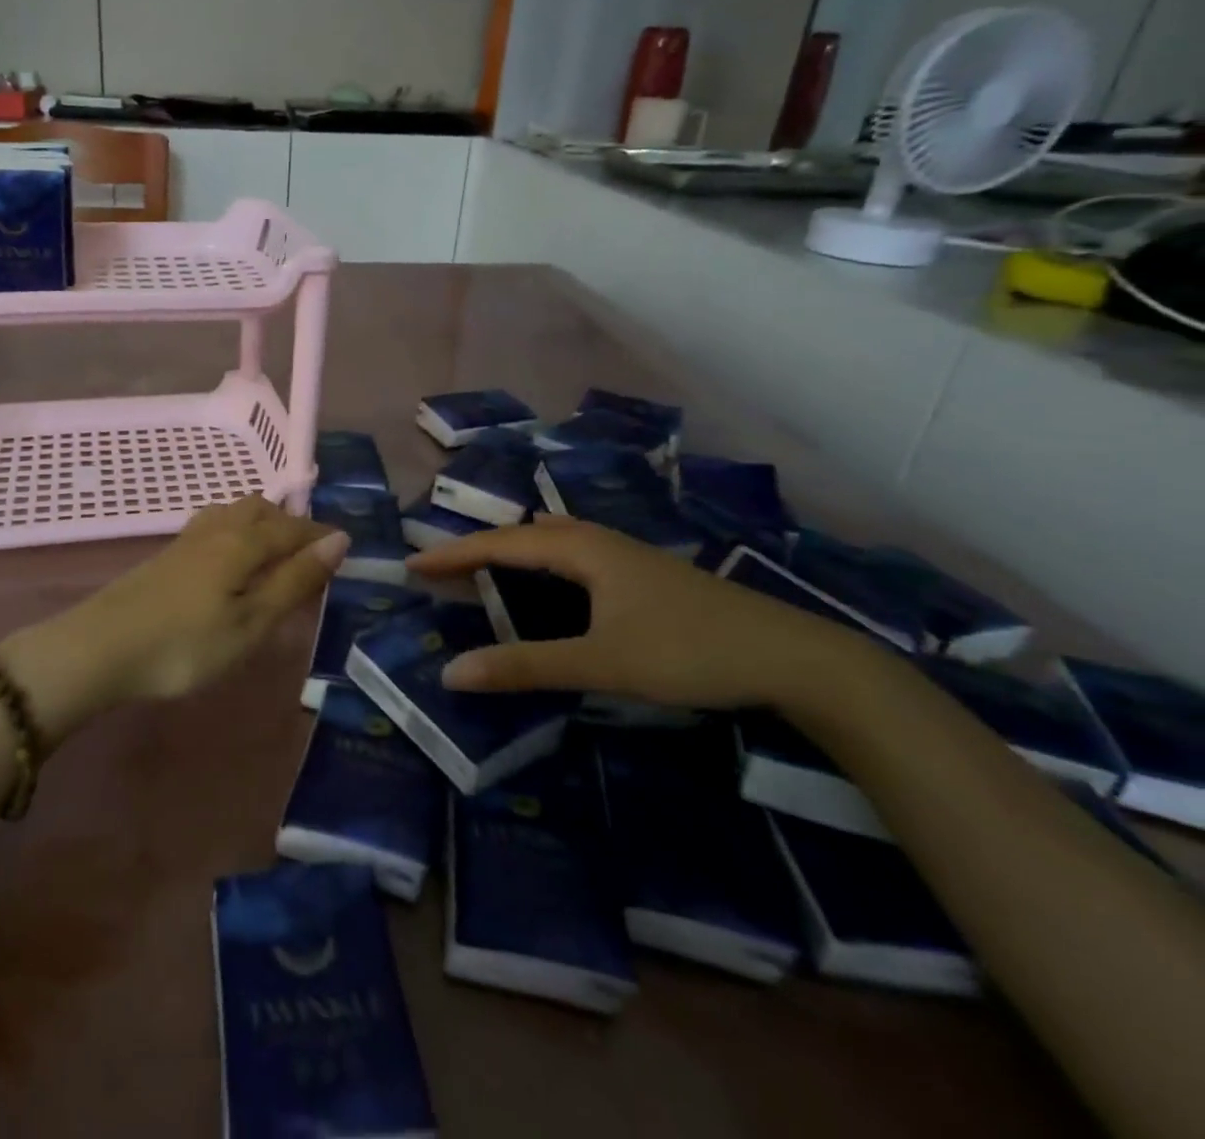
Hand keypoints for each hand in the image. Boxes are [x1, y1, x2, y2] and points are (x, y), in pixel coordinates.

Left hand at [2, 496, 348, 736]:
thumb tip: (339, 540)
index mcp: (242, 542)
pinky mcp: (165, 557)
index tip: (345, 547)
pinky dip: (235, 532)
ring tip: (272, 551)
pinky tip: (228, 560)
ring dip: (260, 523)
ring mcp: (185, 541)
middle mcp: (216, 530)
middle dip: (290, 523)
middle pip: (260, 510)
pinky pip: (212, 527)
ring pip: (232, 513)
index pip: (292, 529)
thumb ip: (294, 580)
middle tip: (309, 551)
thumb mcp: (252, 622)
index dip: (320, 536)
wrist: (100, 649)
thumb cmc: (186, 644)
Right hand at [407, 519, 875, 710]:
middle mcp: (601, 542)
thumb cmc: (689, 651)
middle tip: (443, 571)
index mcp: (583, 550)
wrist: (794, 658)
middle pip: (525, 535)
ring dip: (514, 553)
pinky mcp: (647, 576)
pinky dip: (544, 563)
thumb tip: (452, 672)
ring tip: (484, 569)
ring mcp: (628, 556)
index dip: (454, 554)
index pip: (501, 545)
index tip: (412, 565)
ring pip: (555, 542)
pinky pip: (576, 556)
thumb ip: (526, 666)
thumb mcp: (602, 662)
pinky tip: (553, 584)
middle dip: (480, 549)